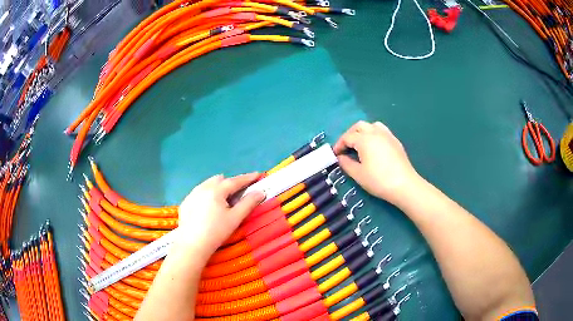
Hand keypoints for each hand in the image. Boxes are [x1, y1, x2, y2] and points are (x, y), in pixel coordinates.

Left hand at [177, 173, 264, 258]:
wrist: (192, 245)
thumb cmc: (216, 232)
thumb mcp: (235, 218)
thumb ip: (249, 203)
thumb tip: (260, 192)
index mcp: (216, 190)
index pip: (235, 181)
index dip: (248, 178)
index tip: (258, 175)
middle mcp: (202, 188)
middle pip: (219, 180)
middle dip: (230, 183)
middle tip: (238, 193)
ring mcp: (192, 194)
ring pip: (207, 184)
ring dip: (217, 188)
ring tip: (223, 201)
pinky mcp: (185, 203)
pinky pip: (199, 193)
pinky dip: (207, 195)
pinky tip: (208, 209)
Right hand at [333, 121, 420, 205]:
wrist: (404, 185)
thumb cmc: (378, 180)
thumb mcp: (358, 174)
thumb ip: (346, 163)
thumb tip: (340, 157)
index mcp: (364, 139)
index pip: (347, 137)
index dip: (339, 145)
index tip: (335, 155)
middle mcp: (375, 132)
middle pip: (359, 126)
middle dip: (349, 134)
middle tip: (345, 147)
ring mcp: (387, 135)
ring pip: (372, 125)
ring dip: (362, 131)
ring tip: (360, 144)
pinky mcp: (395, 141)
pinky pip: (382, 130)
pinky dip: (374, 134)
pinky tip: (374, 147)